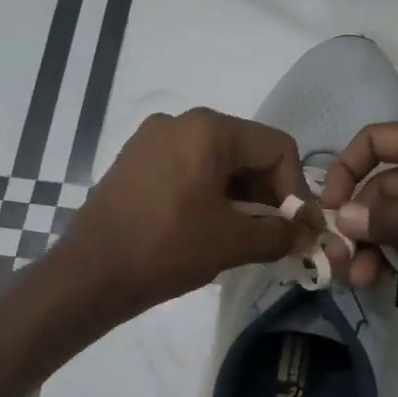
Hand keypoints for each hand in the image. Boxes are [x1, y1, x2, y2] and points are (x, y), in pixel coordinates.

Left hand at [53, 108, 324, 317]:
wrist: (89, 274)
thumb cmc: (166, 249)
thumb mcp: (232, 242)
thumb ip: (279, 234)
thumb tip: (308, 234)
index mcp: (208, 129)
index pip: (276, 147)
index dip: (296, 188)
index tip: (299, 228)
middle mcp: (180, 122)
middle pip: (246, 150)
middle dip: (269, 193)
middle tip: (278, 234)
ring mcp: (152, 140)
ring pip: (216, 161)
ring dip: (241, 196)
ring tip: (248, 236)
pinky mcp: (135, 162)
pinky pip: (188, 168)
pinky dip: (210, 194)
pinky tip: (212, 227)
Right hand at [318, 115, 397, 302]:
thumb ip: (383, 217)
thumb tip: (340, 221)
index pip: (373, 142)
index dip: (346, 170)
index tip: (328, 208)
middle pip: (382, 187)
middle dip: (358, 222)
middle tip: (339, 261)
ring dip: (376, 246)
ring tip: (358, 280)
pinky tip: (382, 280)